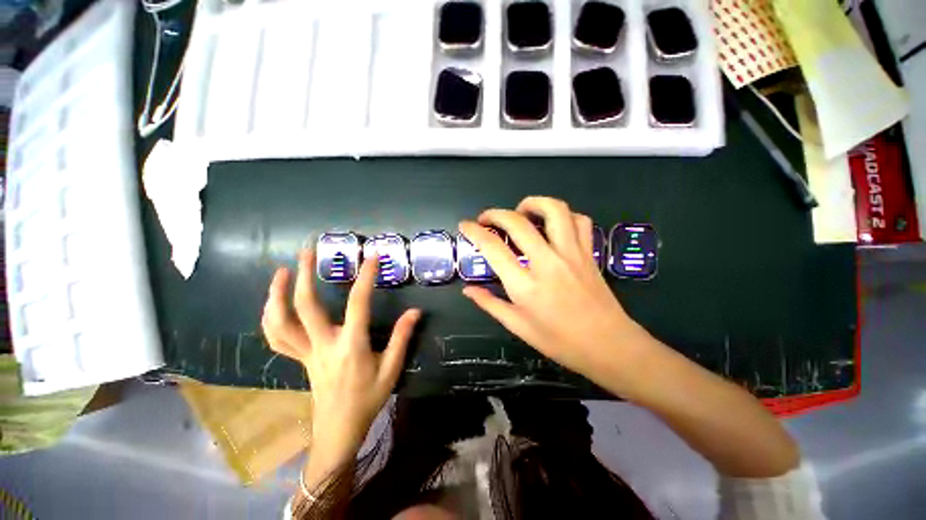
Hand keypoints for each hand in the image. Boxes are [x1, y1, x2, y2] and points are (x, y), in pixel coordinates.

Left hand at [261, 249, 421, 459]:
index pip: (358, 304)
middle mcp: (323, 345)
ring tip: (282, 272)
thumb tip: (415, 312)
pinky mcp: (299, 359)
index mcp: (351, 346)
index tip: (372, 257)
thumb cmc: (368, 399)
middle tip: (307, 252)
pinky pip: (277, 338)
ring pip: (281, 323)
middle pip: (305, 307)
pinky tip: (275, 304)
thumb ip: (402, 338)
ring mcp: (306, 353)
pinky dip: (271, 319)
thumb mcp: (392, 370)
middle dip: (304, 276)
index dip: (365, 278)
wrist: (338, 430)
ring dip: (277, 295)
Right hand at [459, 196, 659, 396]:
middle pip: (517, 222)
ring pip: (554, 210)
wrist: (609, 346)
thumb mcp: (518, 326)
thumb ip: (490, 304)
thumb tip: (468, 290)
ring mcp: (572, 253)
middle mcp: (547, 262)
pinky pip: (579, 220)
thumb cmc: (560, 342)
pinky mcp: (589, 252)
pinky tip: (552, 225)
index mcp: (525, 285)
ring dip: (532, 203)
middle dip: (496, 214)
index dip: (474, 231)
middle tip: (487, 219)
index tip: (465, 225)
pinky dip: (563, 215)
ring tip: (520, 212)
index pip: (493, 247)